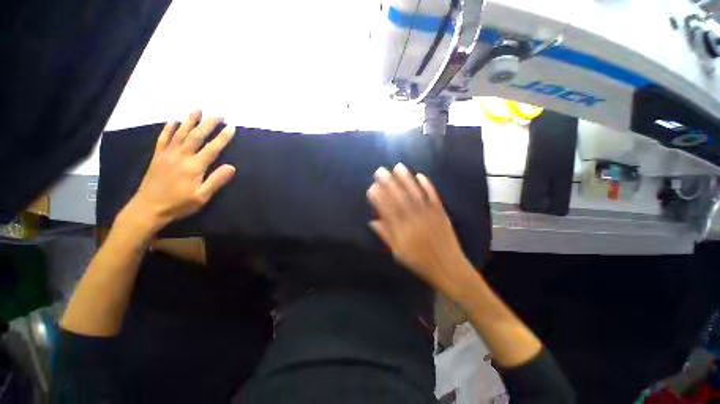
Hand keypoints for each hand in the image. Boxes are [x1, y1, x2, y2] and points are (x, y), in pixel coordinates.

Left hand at [120, 110, 235, 233]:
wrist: (148, 208)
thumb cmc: (178, 204)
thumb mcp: (201, 197)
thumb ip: (216, 181)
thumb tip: (232, 167)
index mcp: (194, 167)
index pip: (212, 148)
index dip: (223, 137)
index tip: (232, 127)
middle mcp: (181, 156)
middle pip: (196, 136)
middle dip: (208, 123)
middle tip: (218, 113)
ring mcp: (167, 154)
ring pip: (180, 133)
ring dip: (189, 120)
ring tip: (197, 108)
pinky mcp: (158, 156)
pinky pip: (163, 138)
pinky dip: (168, 128)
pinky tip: (173, 120)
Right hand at [367, 163, 474, 298]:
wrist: (448, 267)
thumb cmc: (420, 262)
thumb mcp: (398, 252)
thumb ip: (386, 235)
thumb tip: (372, 221)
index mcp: (402, 229)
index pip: (387, 209)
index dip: (378, 197)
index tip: (371, 186)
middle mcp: (414, 218)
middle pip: (399, 197)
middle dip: (389, 182)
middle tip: (381, 170)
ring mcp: (428, 214)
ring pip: (415, 193)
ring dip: (406, 179)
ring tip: (398, 167)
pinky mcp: (441, 212)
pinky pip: (433, 196)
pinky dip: (427, 185)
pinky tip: (421, 175)